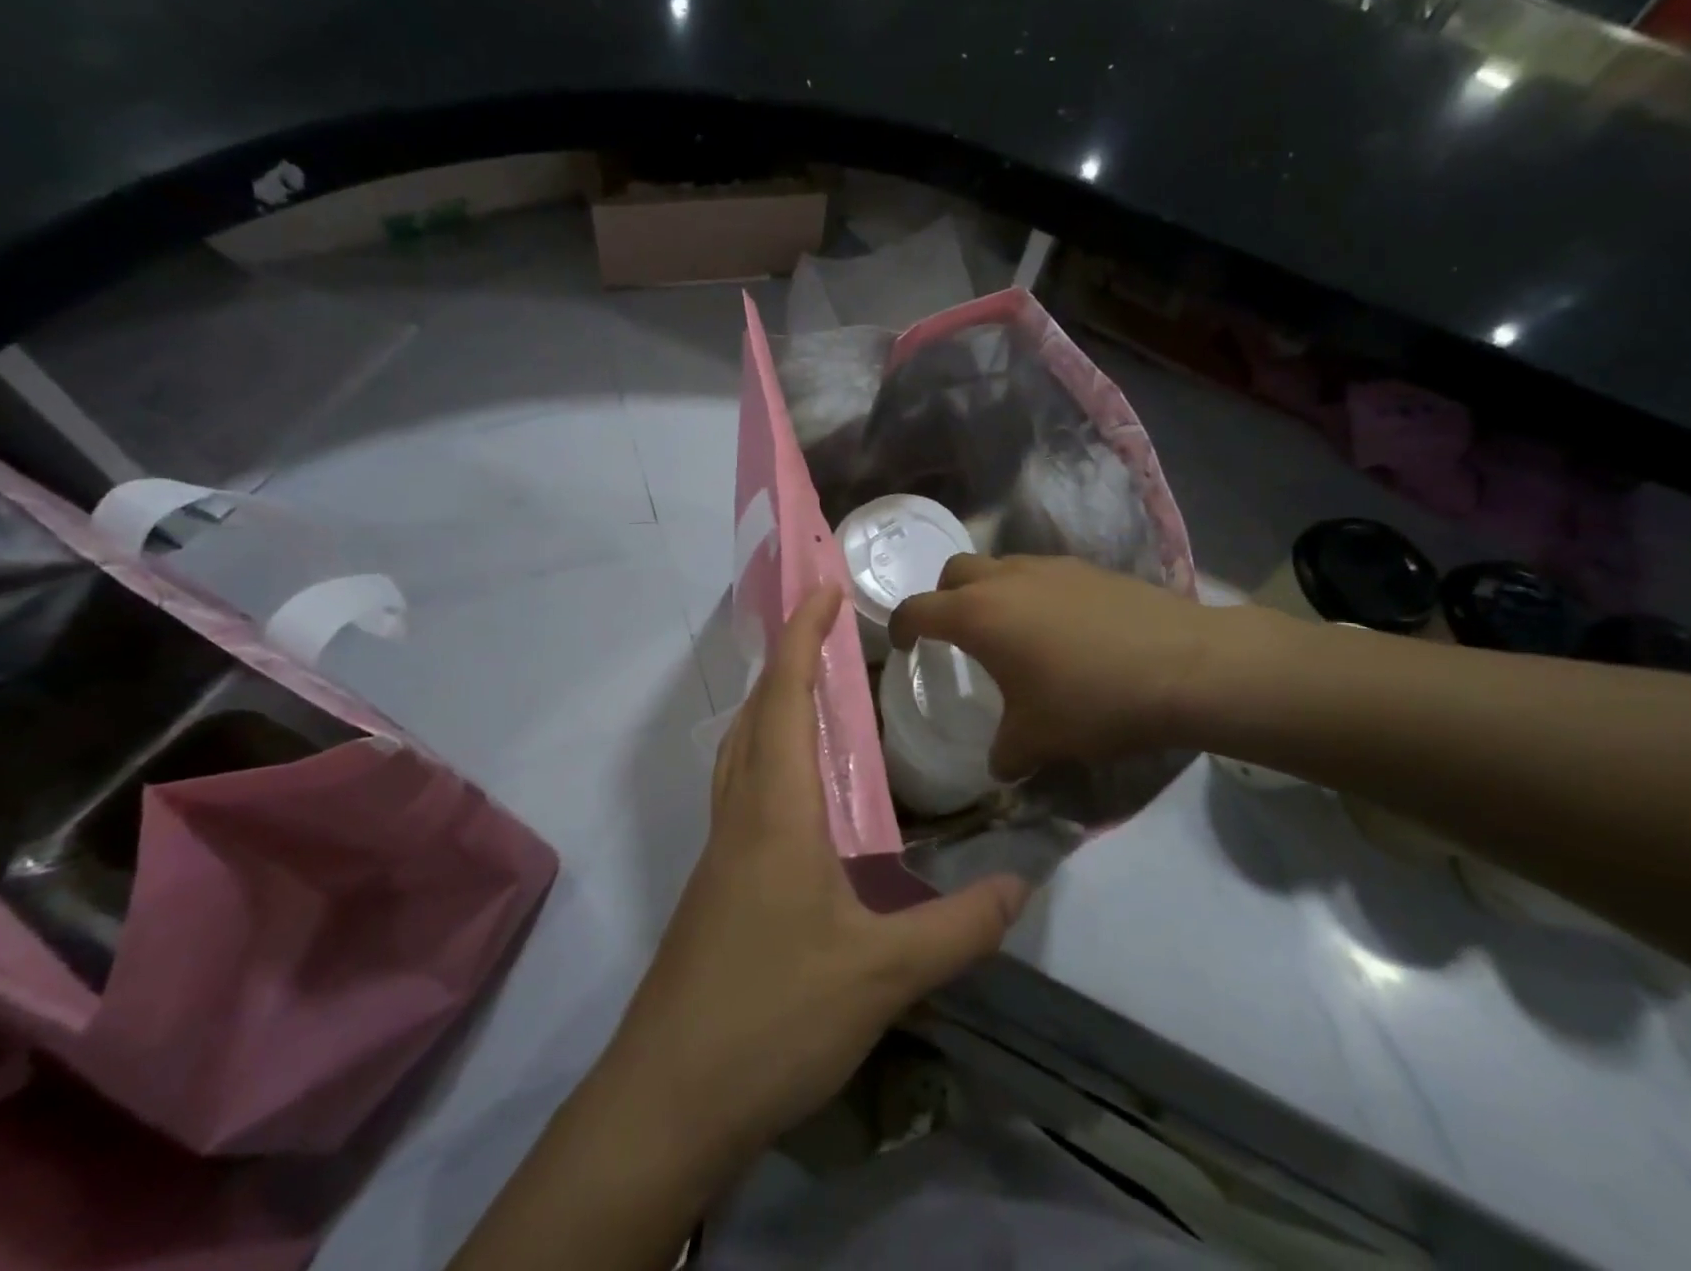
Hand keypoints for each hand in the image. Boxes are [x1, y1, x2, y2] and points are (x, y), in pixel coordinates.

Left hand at [604, 585, 1030, 1165]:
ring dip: (773, 705)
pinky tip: (801, 790)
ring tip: (816, 692)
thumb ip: (957, 929)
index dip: (803, 638)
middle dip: (787, 659)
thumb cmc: (772, 1017)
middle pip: (755, 713)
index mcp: (776, 811)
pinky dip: (768, 755)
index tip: (825, 591)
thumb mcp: (880, 975)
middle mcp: (740, 814)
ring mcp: (720, 850)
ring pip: (741, 749)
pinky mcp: (716, 884)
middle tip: (828, 632)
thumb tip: (1022, 883)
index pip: (785, 698)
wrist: (668, 1099)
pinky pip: (742, 789)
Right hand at [889, 553, 1221, 779]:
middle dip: (943, 597)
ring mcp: (1050, 567)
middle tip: (955, 633)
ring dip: (990, 591)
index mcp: (977, 615)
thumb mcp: (1038, 739)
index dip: (900, 627)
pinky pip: (1041, 574)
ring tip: (1010, 632)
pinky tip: (1060, 630)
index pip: (917, 609)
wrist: (1186, 666)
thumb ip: (1005, 753)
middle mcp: (1006, 579)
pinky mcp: (1088, 568)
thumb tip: (999, 765)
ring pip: (1000, 566)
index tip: (903, 646)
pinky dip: (1032, 593)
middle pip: (954, 571)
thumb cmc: (1092, 701)